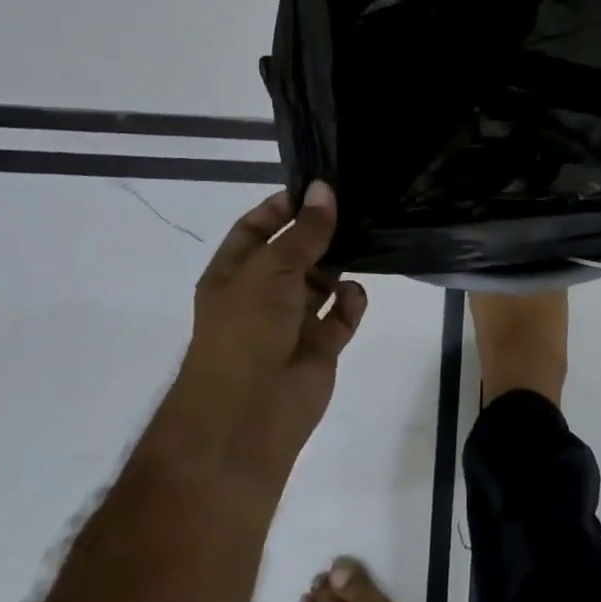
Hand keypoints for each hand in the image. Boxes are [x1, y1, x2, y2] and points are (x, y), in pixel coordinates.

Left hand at [159, 183, 368, 486]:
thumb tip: (325, 189)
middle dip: (321, 233)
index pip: (257, 228)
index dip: (283, 207)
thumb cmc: (247, 328)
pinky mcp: (320, 347)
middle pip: (296, 253)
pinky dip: (350, 303)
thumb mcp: (272, 267)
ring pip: (322, 282)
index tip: (319, 189)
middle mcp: (262, 294)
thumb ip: (305, 230)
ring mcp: (292, 322)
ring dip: (340, 265)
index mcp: (234, 273)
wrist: (248, 412)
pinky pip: (341, 315)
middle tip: (355, 208)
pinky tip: (353, 295)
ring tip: (366, 241)